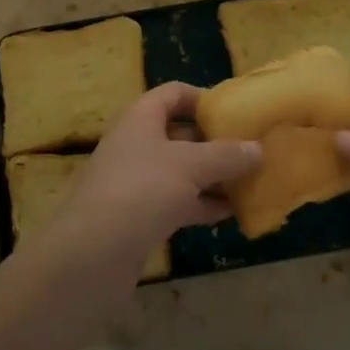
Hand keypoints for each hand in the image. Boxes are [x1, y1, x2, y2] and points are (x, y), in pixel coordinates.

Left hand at [48, 83, 260, 278]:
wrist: (90, 256)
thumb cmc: (141, 191)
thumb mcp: (191, 166)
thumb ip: (226, 155)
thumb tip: (258, 148)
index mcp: (141, 118)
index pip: (173, 94)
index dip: (203, 98)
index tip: (236, 113)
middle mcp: (136, 144)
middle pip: (180, 133)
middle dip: (215, 141)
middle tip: (252, 150)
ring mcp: (136, 182)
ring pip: (181, 171)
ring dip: (213, 176)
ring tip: (251, 182)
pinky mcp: (138, 217)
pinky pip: (177, 202)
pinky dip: (202, 205)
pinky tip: (231, 213)